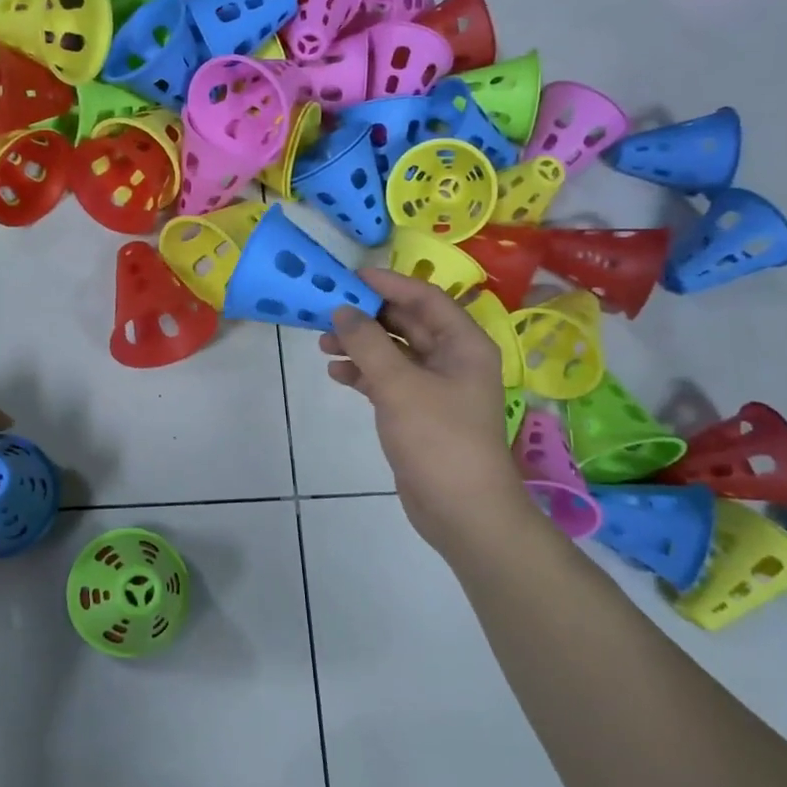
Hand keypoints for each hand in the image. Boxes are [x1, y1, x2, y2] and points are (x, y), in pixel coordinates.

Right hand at [320, 269, 538, 560]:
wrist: (461, 509)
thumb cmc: (438, 438)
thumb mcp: (399, 385)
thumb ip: (367, 343)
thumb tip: (342, 309)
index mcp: (464, 344)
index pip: (425, 298)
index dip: (389, 284)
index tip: (350, 277)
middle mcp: (452, 359)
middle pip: (407, 323)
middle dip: (367, 317)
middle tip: (327, 311)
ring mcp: (436, 388)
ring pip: (394, 353)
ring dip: (361, 346)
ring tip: (323, 345)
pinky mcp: (418, 412)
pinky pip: (388, 380)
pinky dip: (364, 374)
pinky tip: (337, 374)